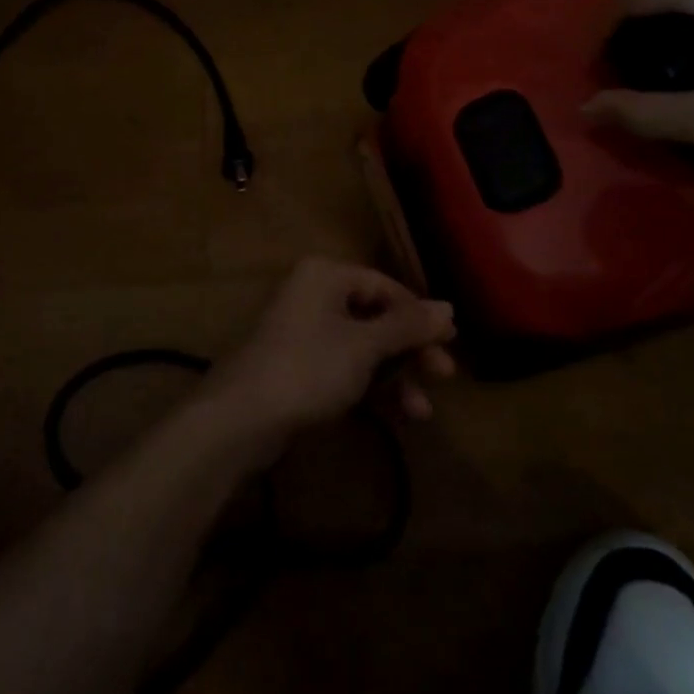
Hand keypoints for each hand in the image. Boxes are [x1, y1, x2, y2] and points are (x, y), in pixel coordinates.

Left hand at [206, 258, 456, 442]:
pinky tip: (401, 415)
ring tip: (424, 410)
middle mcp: (314, 295)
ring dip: (396, 376)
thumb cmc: (309, 367)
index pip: (384, 285)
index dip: (419, 313)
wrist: (243, 417)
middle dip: (411, 349)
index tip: (451, 341)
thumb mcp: (365, 346)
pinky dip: (373, 388)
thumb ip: (408, 326)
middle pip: (376, 317)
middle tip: (445, 375)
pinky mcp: (300, 367)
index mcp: (325, 275)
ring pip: (363, 347)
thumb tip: (449, 306)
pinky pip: (346, 368)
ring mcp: (305, 332)